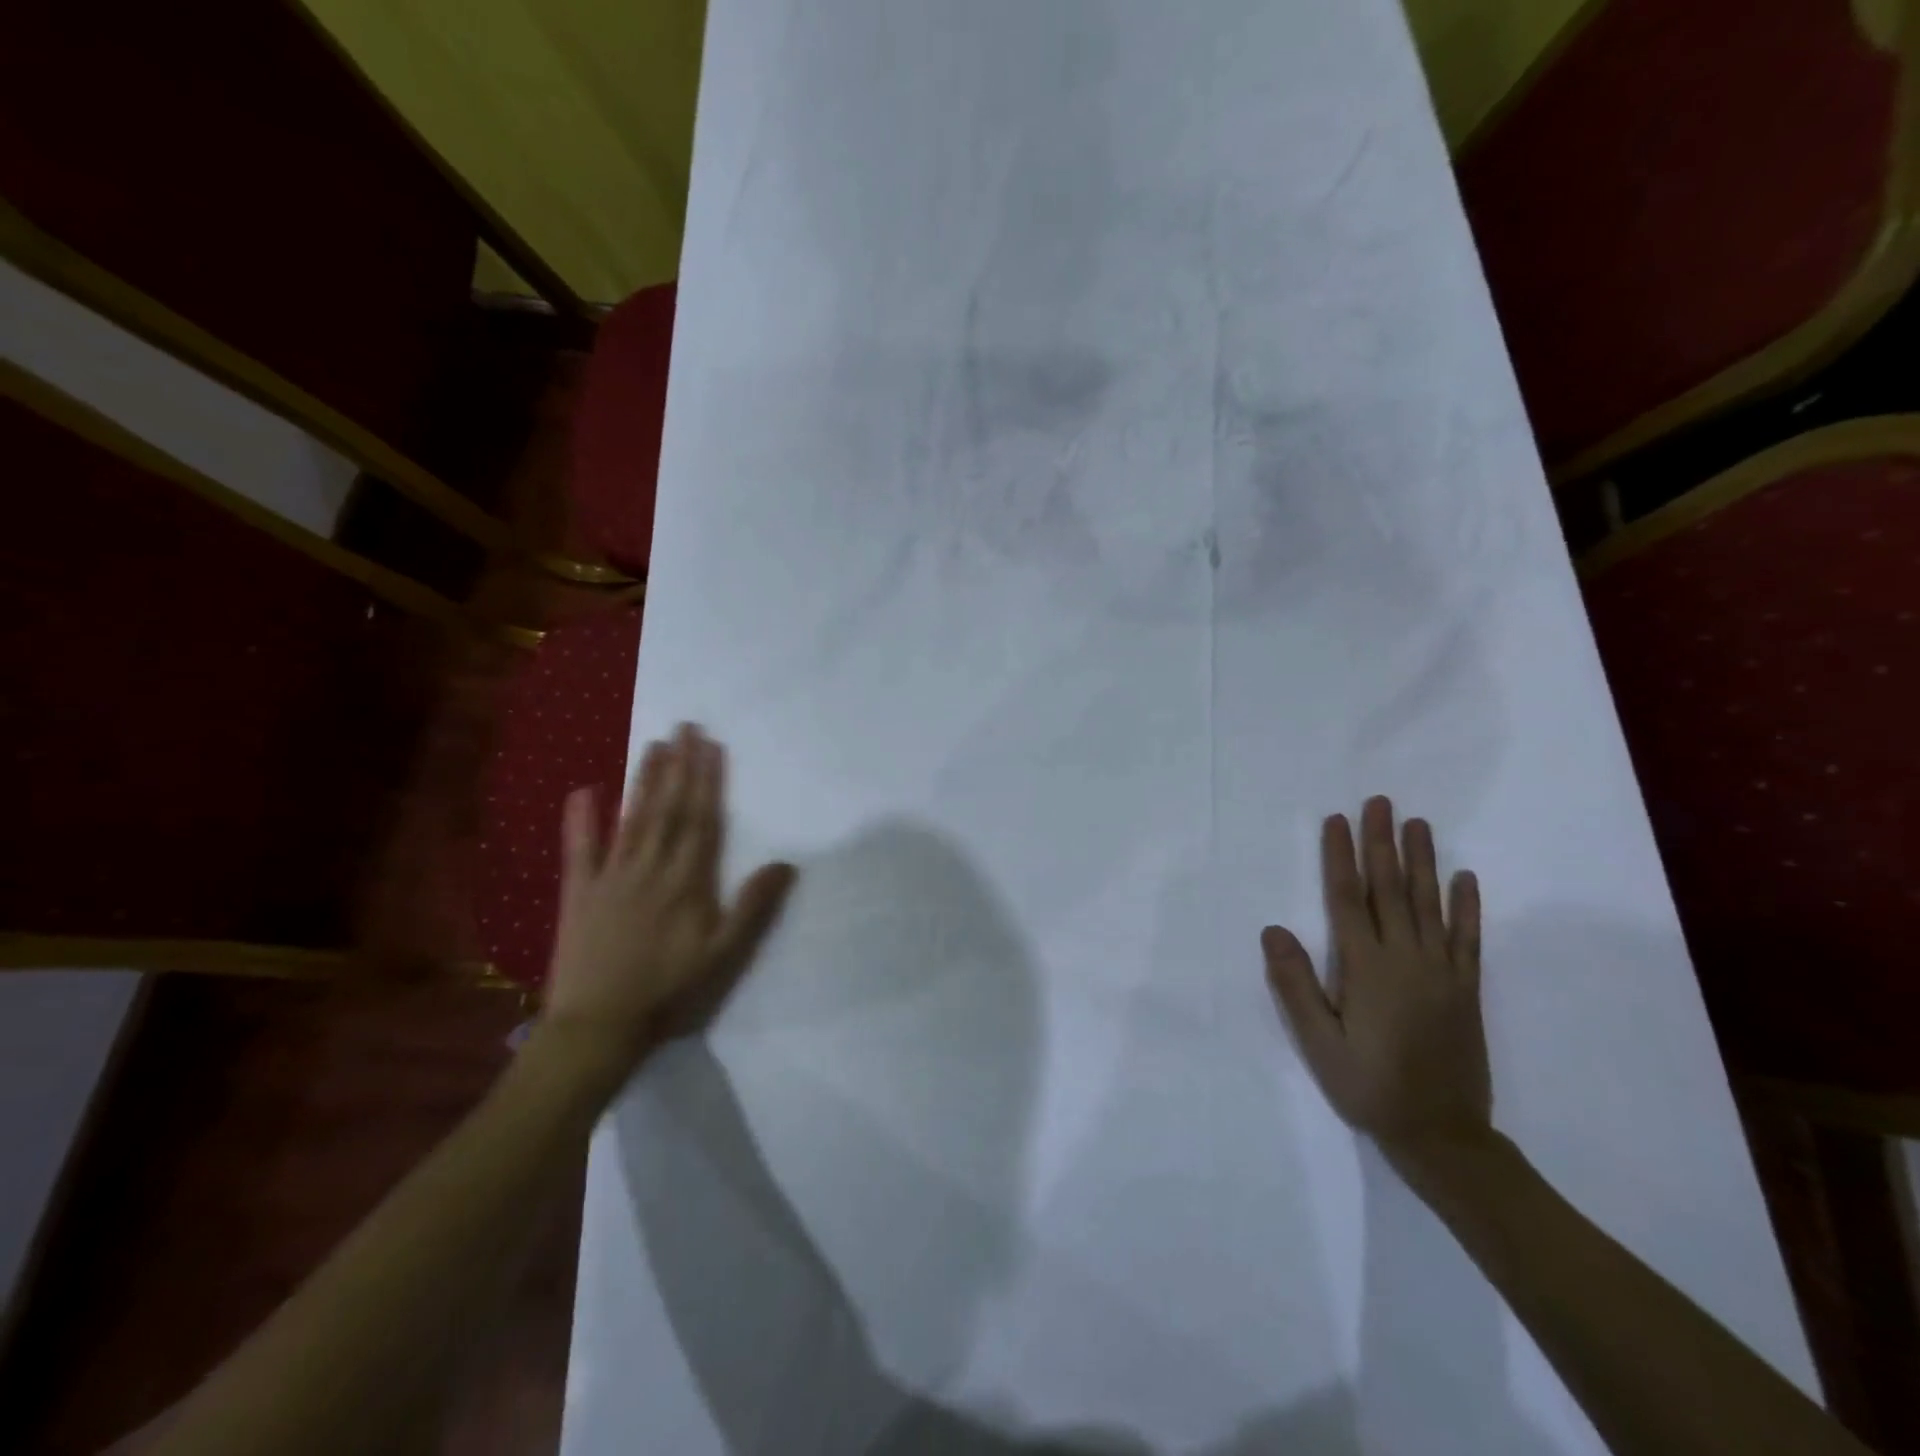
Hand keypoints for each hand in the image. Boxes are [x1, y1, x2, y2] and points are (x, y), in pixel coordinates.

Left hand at [540, 724, 796, 1090]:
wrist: (599, 1027)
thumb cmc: (669, 991)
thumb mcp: (723, 955)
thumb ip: (753, 907)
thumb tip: (786, 863)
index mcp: (686, 882)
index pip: (701, 821)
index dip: (707, 781)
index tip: (711, 745)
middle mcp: (649, 868)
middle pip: (667, 809)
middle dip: (678, 766)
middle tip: (684, 726)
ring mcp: (611, 877)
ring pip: (631, 818)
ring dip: (643, 780)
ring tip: (653, 744)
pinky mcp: (578, 892)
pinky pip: (579, 849)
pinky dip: (581, 818)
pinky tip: (585, 789)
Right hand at [1261, 797, 1490, 1171]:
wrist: (1442, 1134)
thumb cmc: (1368, 1085)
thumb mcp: (1318, 1042)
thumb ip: (1295, 985)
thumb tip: (1274, 929)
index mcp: (1366, 967)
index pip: (1348, 898)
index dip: (1340, 856)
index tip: (1336, 820)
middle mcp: (1406, 958)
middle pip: (1390, 889)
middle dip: (1381, 843)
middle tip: (1379, 803)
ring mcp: (1441, 971)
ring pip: (1429, 903)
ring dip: (1422, 861)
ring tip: (1416, 824)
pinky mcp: (1465, 988)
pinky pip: (1468, 938)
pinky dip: (1468, 906)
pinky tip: (1466, 878)